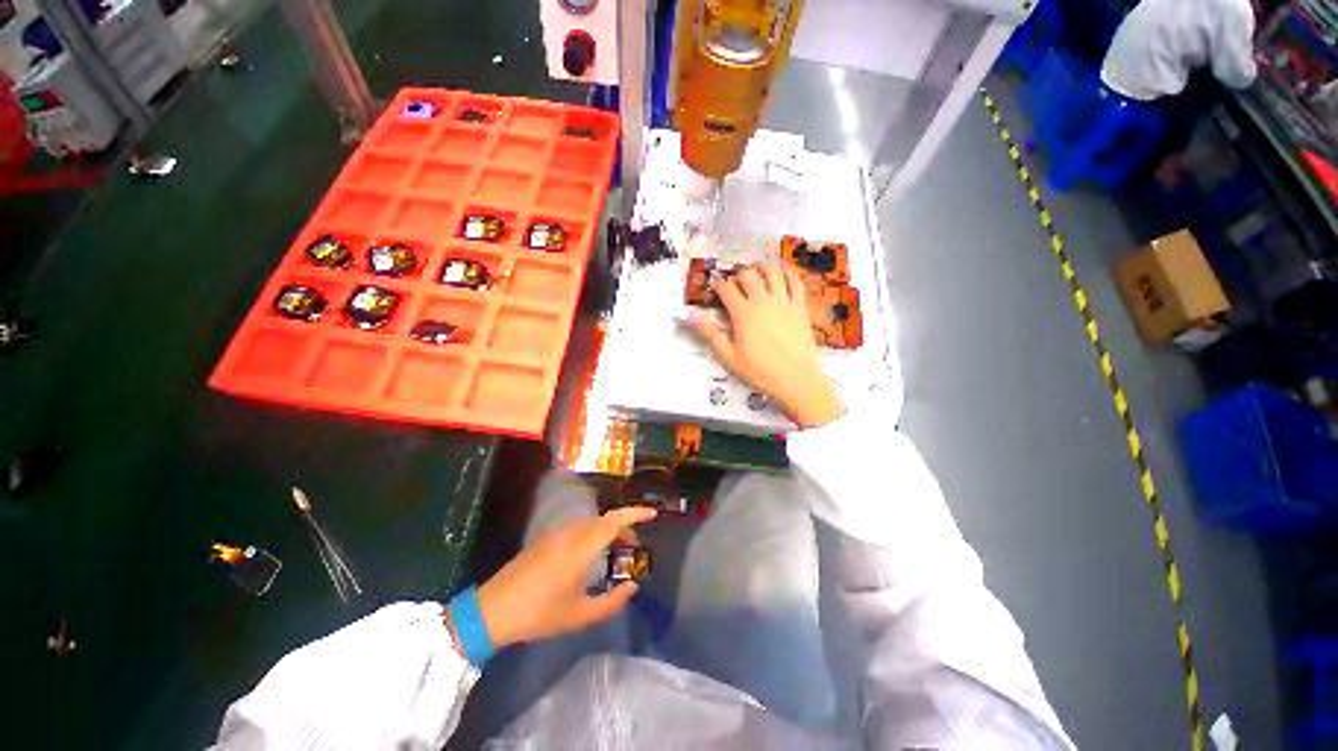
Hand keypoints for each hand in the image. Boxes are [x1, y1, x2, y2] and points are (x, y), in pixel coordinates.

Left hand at [474, 506, 656, 647]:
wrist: (493, 610)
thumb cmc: (540, 613)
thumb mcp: (580, 615)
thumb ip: (612, 602)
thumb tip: (632, 587)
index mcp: (582, 547)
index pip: (615, 521)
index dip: (636, 514)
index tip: (653, 515)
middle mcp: (572, 533)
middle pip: (606, 520)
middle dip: (625, 527)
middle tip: (635, 547)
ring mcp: (557, 534)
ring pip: (592, 523)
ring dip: (608, 531)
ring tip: (616, 552)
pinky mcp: (546, 539)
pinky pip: (579, 528)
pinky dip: (594, 534)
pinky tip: (592, 555)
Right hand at [689, 263, 845, 427]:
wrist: (796, 380)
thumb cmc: (759, 372)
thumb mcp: (729, 357)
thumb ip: (710, 335)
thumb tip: (690, 318)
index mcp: (743, 314)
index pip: (727, 288)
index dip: (718, 283)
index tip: (714, 285)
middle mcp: (763, 301)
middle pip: (748, 275)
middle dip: (737, 273)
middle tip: (734, 279)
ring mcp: (784, 302)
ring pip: (772, 272)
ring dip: (761, 266)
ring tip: (756, 269)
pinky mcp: (800, 307)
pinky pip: (795, 281)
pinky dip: (787, 272)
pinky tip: (782, 271)